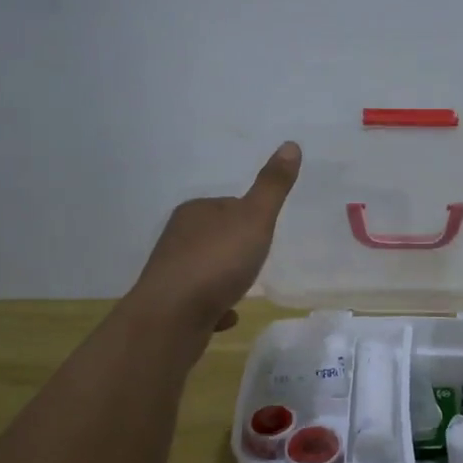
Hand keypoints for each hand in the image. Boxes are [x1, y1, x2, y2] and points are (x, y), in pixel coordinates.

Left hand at [127, 142, 301, 339]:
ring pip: (207, 270)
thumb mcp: (254, 218)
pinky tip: (228, 317)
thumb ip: (273, 186)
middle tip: (258, 263)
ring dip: (225, 279)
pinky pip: (200, 301)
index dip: (251, 218)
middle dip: (237, 250)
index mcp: (196, 211)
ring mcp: (172, 272)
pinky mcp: (170, 304)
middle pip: (218, 237)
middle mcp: (178, 236)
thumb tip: (291, 144)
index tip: (265, 233)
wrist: (173, 316)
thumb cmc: (217, 261)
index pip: (229, 205)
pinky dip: (215, 307)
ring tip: (243, 289)